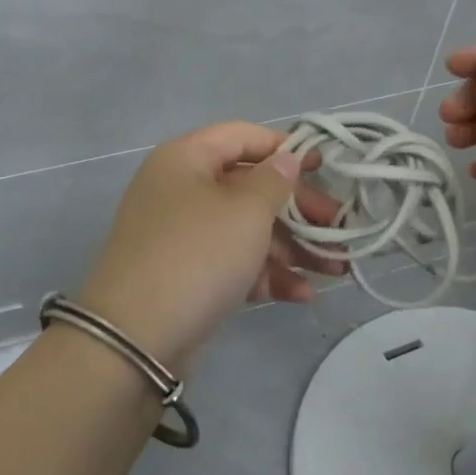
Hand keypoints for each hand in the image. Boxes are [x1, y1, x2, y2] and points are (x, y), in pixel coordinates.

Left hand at [77, 122, 343, 371]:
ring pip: (245, 230)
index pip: (242, 136)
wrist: (135, 338)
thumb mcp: (246, 211)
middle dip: (299, 211)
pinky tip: (302, 294)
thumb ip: (274, 181)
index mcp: (185, 159)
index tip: (324, 168)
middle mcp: (180, 190)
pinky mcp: (185, 275)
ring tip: (335, 271)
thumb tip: (286, 158)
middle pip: (249, 187)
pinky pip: (231, 263)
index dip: (285, 148)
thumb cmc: (198, 255)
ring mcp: (181, 235)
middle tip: (340, 231)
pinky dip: (264, 275)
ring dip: (291, 248)